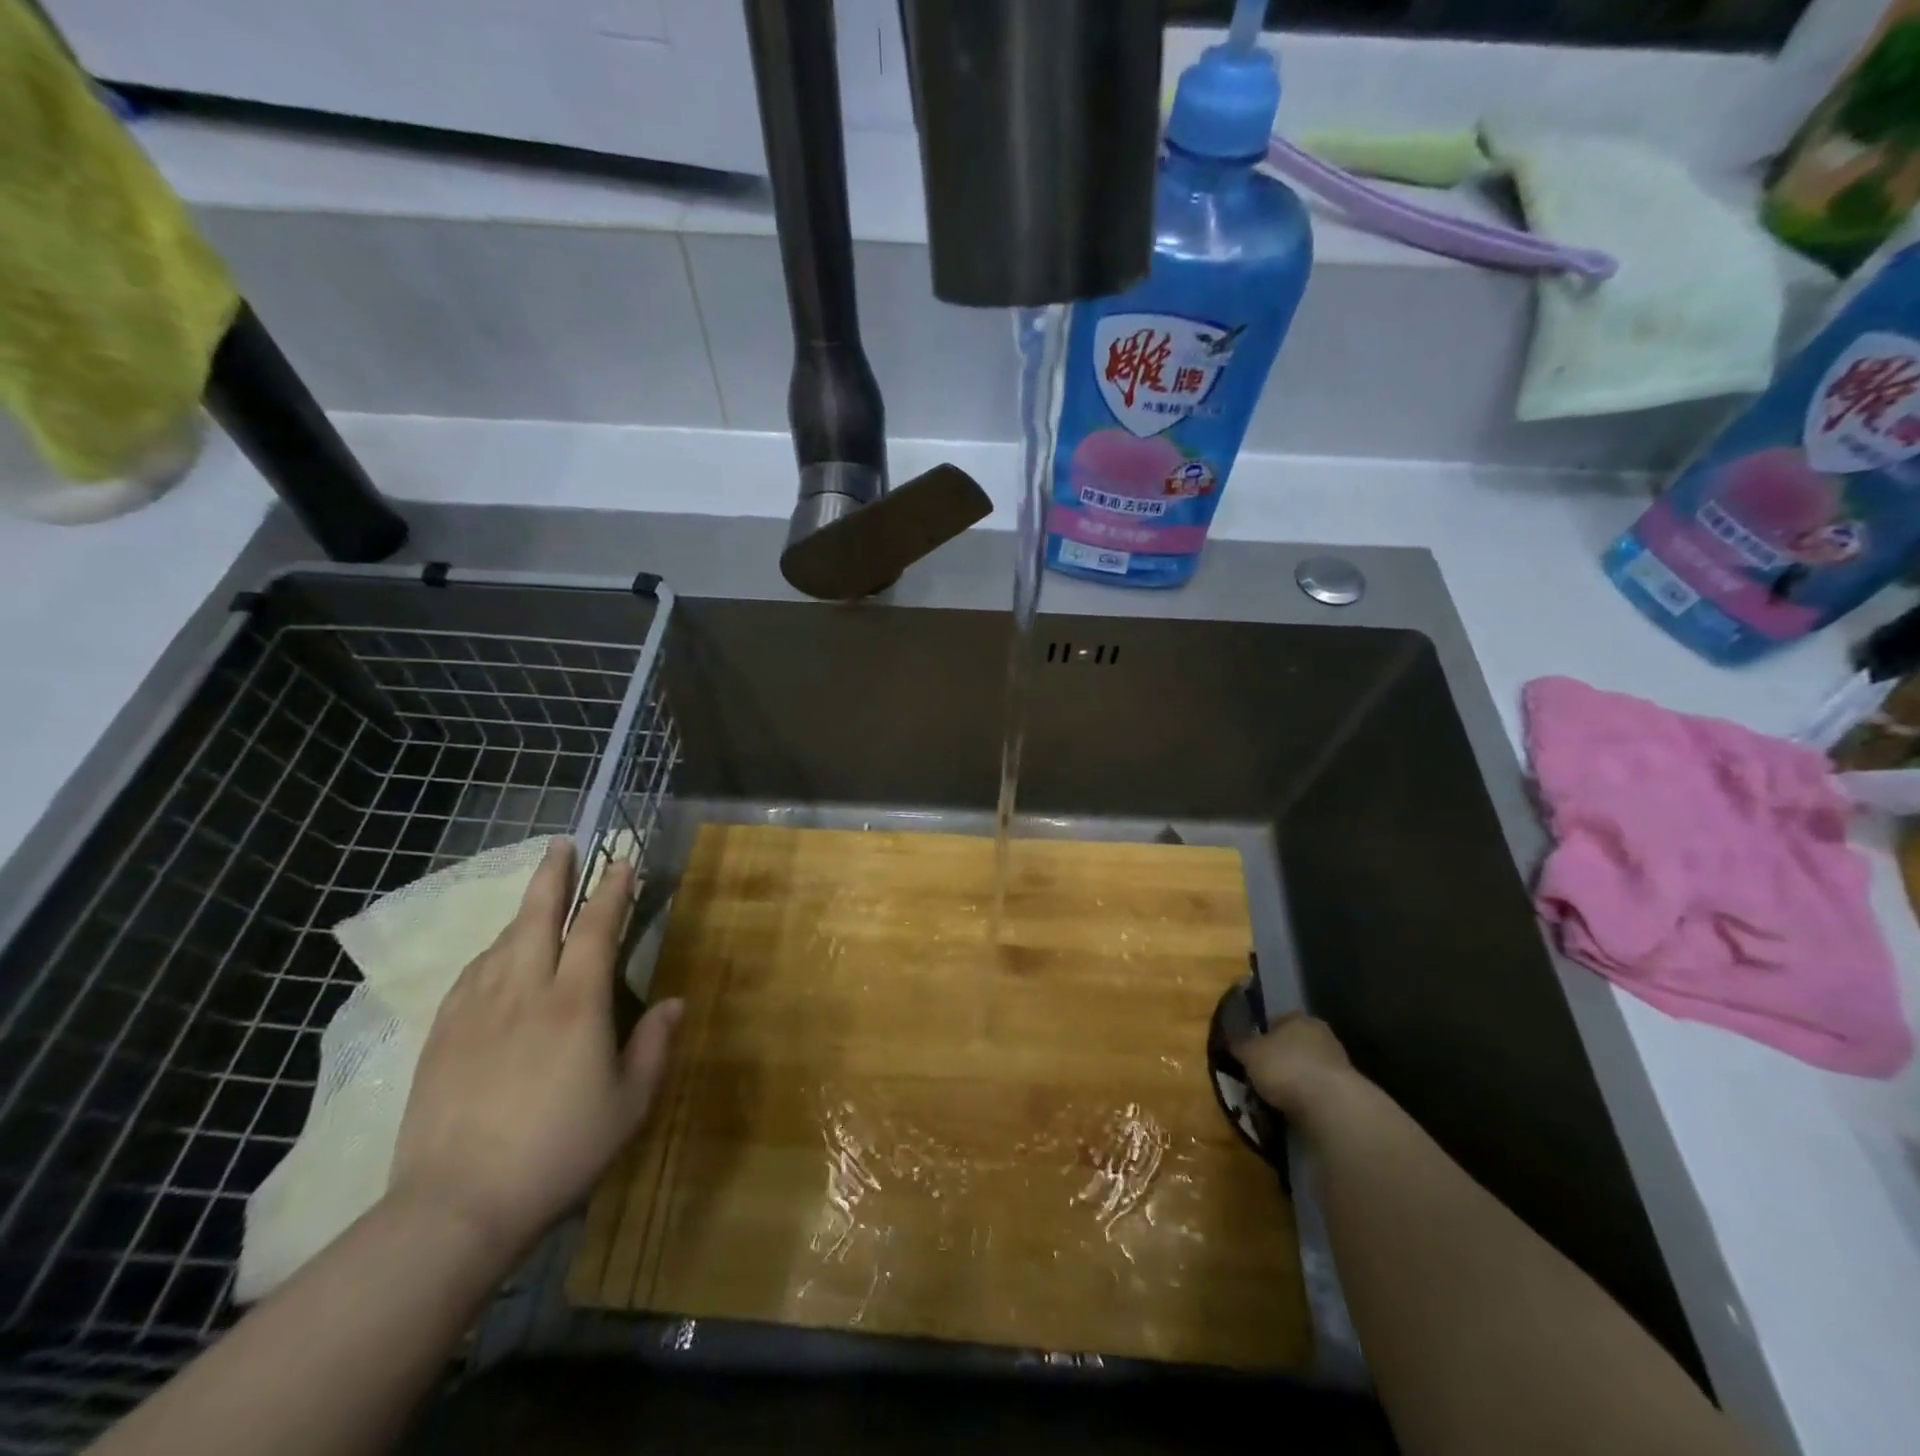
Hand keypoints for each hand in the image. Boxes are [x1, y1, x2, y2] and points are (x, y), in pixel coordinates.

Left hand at [389, 840, 682, 1259]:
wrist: (456, 1207)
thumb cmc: (560, 1152)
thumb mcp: (629, 1104)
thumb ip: (654, 1046)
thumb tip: (675, 1002)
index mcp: (576, 1003)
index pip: (596, 928)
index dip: (612, 891)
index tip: (622, 861)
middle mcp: (525, 991)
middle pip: (537, 917)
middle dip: (553, 875)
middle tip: (562, 844)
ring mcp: (476, 1011)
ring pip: (501, 942)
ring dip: (523, 911)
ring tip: (536, 897)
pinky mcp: (442, 1036)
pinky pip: (470, 975)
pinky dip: (489, 952)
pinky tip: (493, 956)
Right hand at [1232, 1014, 1357, 1124]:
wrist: (1331, 1107)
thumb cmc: (1285, 1068)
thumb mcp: (1250, 1053)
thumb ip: (1240, 1045)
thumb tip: (1231, 1041)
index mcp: (1299, 1018)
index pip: (1276, 1021)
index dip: (1260, 1036)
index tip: (1249, 1053)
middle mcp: (1322, 1035)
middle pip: (1294, 1045)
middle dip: (1279, 1058)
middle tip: (1261, 1075)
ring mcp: (1338, 1064)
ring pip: (1306, 1068)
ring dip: (1294, 1080)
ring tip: (1275, 1098)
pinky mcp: (1347, 1092)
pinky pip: (1317, 1091)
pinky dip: (1306, 1098)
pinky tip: (1294, 1109)